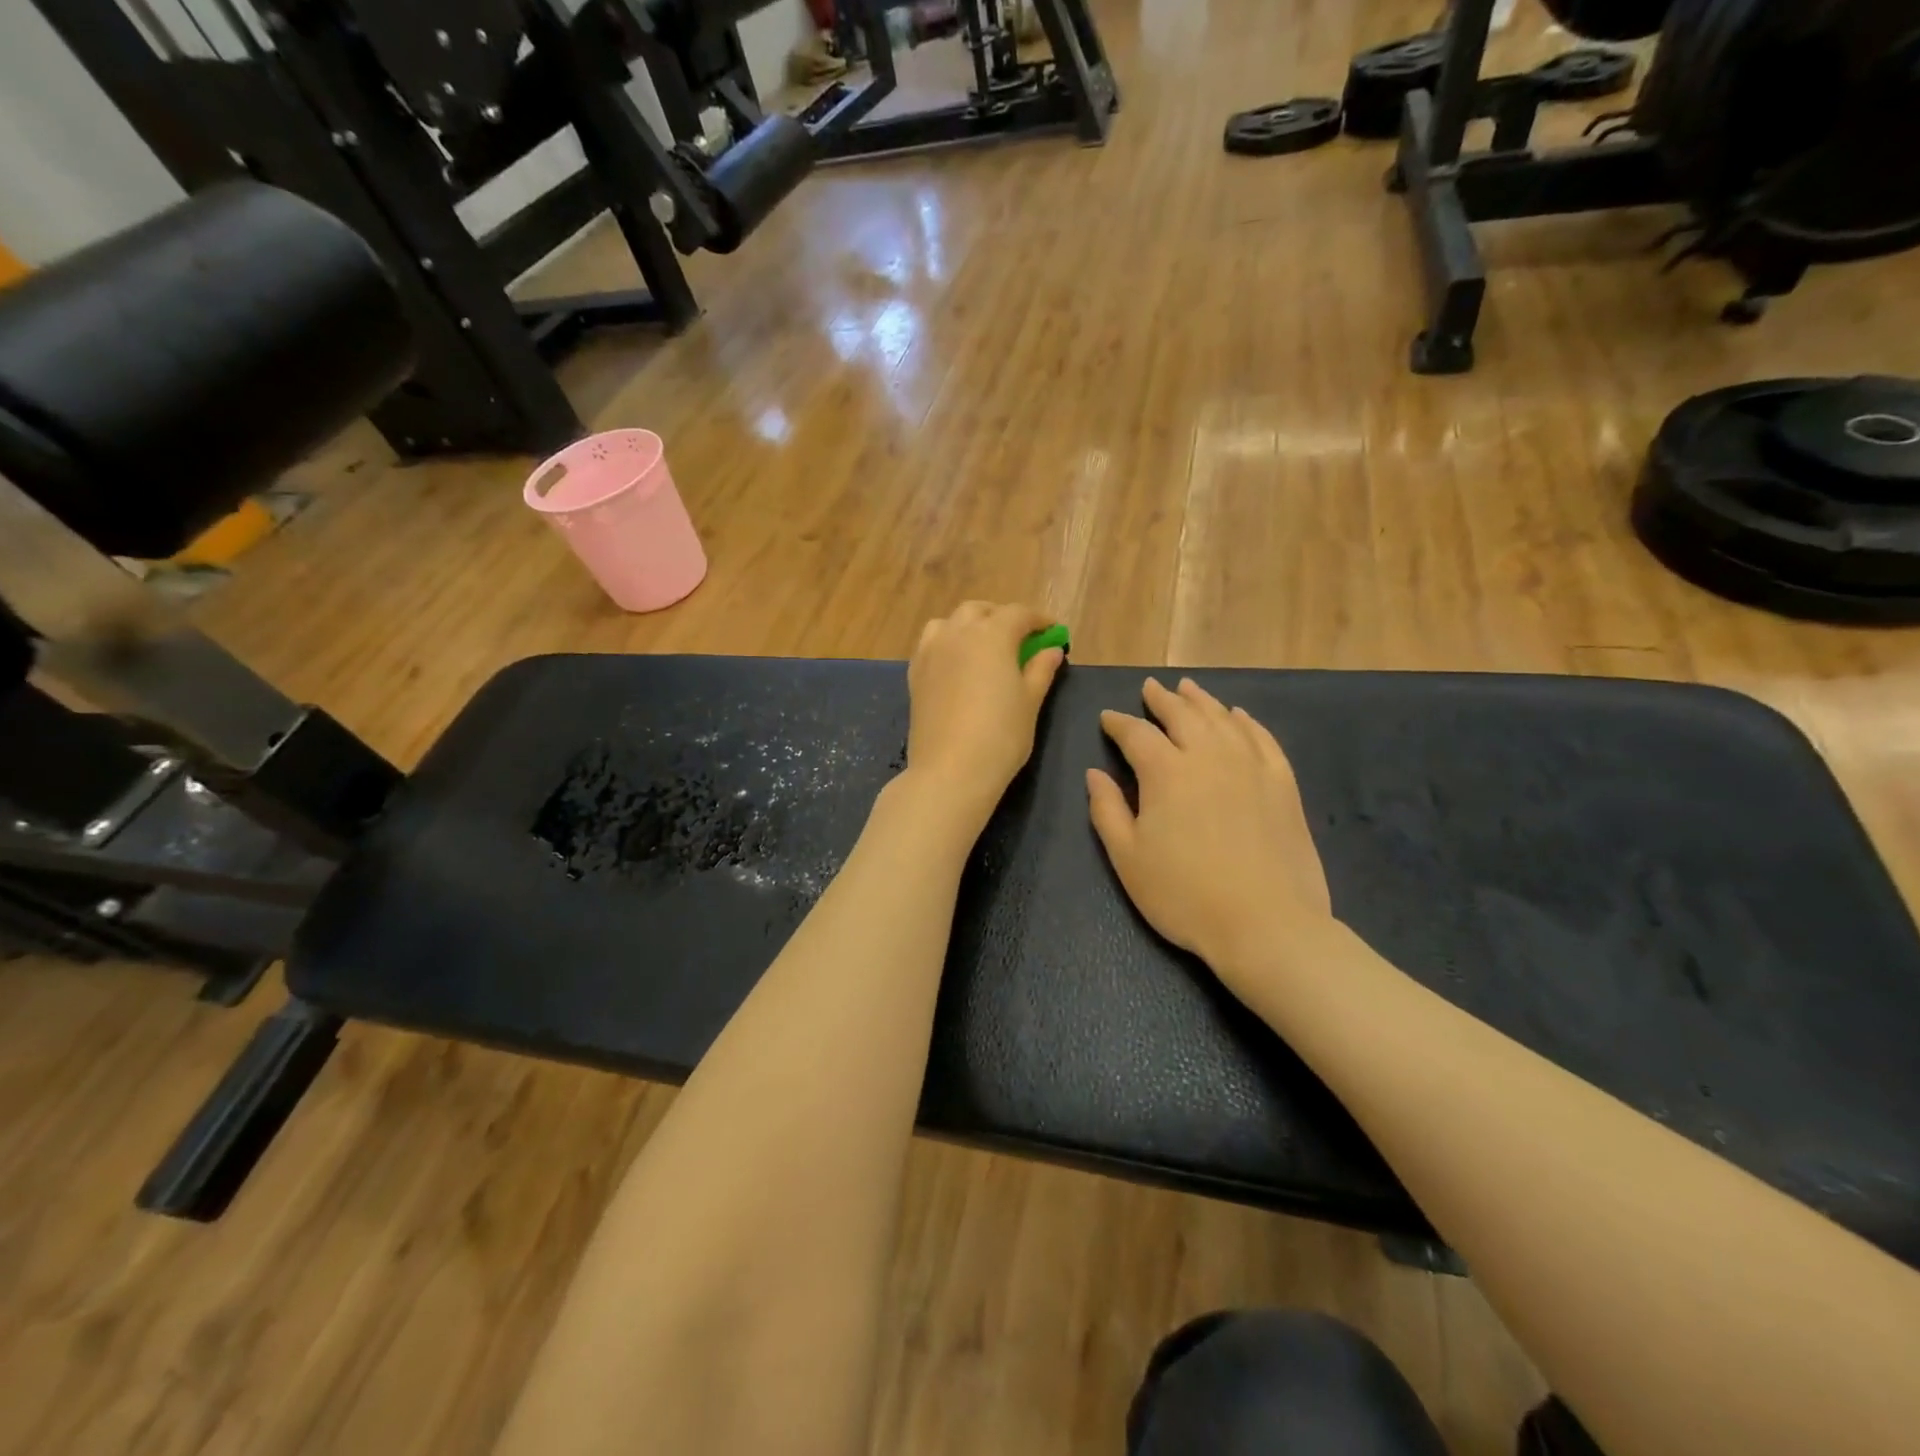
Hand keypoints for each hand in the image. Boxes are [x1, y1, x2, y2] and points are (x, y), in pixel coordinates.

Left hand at [904, 601, 1064, 829]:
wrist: (950, 770)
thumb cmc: (1001, 736)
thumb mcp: (1029, 702)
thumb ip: (1040, 670)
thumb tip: (1051, 650)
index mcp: (991, 635)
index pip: (1018, 614)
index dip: (1039, 620)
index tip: (1053, 632)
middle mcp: (957, 633)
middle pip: (980, 611)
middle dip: (1001, 617)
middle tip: (1020, 639)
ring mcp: (931, 652)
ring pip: (950, 622)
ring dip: (970, 625)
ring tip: (984, 646)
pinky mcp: (915, 673)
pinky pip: (931, 643)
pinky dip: (948, 642)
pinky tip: (958, 664)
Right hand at [1087, 678, 1332, 983]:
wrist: (1266, 924)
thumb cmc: (1184, 895)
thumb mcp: (1128, 859)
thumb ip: (1107, 810)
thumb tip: (1095, 773)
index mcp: (1166, 772)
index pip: (1137, 734)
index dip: (1119, 723)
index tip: (1108, 717)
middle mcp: (1208, 756)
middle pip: (1182, 715)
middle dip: (1162, 700)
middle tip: (1150, 688)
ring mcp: (1250, 766)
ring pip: (1222, 719)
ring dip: (1202, 700)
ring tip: (1188, 688)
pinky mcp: (1282, 783)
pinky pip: (1262, 738)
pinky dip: (1246, 722)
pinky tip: (1238, 716)